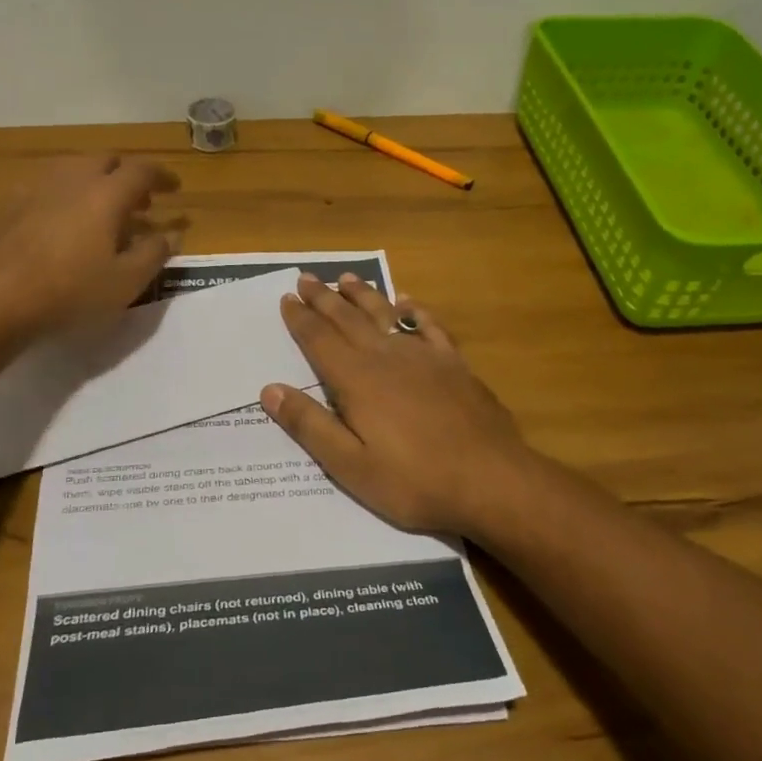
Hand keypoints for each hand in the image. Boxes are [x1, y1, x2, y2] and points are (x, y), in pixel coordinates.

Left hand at [0, 155, 183, 337]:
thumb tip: (172, 233)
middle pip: (105, 160)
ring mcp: (34, 189)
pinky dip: (63, 197)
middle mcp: (71, 180)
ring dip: (93, 182)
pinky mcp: (7, 207)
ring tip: (100, 211)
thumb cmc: (71, 292)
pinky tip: (59, 224)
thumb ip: (154, 253)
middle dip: (126, 175)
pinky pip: (44, 189)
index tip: (174, 188)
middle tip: (139, 202)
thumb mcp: (126, 281)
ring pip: (71, 170)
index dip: (162, 176)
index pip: (142, 170)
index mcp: (105, 194)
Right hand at [260, 272, 538, 538]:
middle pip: (348, 319)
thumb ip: (310, 426)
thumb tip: (270, 390)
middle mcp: (387, 357)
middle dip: (324, 298)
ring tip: (346, 279)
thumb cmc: (414, 481)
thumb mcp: (351, 466)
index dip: (301, 319)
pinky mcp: (455, 365)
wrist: (491, 480)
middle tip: (306, 278)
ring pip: (386, 315)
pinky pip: (429, 326)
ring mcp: (425, 357)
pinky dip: (414, 310)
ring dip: (363, 295)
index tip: (286, 298)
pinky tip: (407, 302)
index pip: (320, 340)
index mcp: (358, 380)